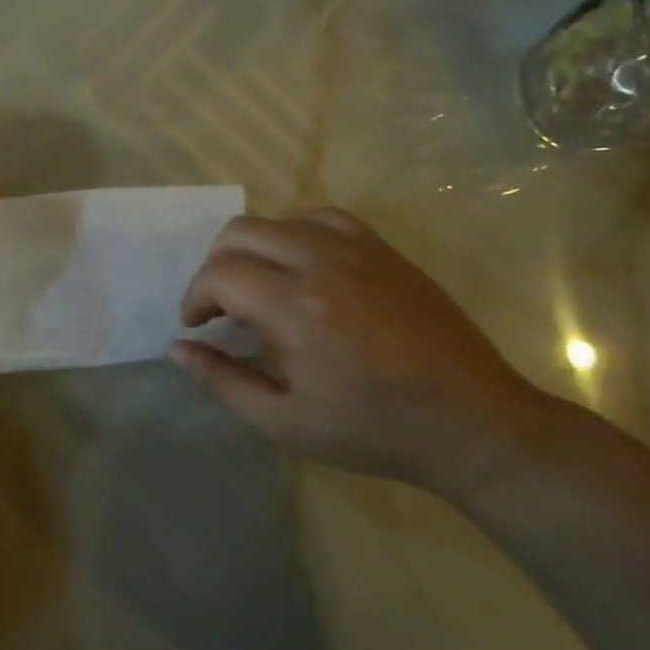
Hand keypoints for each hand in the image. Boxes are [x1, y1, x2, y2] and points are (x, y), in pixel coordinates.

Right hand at [170, 209, 551, 496]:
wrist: (472, 423)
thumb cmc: (374, 430)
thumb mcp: (285, 421)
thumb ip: (223, 379)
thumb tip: (177, 348)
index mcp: (295, 307)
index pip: (219, 273)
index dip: (195, 297)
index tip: (198, 326)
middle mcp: (322, 263)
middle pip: (241, 232)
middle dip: (216, 266)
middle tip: (221, 308)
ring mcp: (359, 250)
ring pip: (280, 219)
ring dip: (254, 248)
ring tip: (260, 287)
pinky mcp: (386, 250)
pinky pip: (324, 219)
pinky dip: (297, 234)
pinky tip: (304, 268)